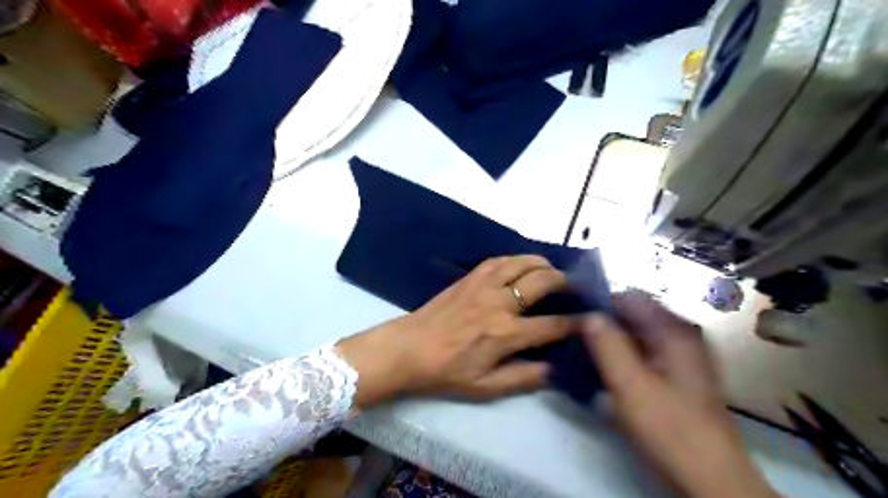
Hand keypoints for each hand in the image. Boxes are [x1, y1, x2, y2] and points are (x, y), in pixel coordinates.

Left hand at [339, 256, 575, 407]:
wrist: (409, 348)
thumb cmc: (447, 371)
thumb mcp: (485, 387)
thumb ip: (522, 378)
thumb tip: (554, 370)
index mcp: (505, 334)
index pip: (552, 325)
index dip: (576, 323)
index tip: (591, 320)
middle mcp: (499, 303)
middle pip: (543, 281)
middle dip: (566, 282)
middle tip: (575, 288)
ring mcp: (484, 285)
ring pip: (522, 263)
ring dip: (543, 264)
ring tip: (553, 271)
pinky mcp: (470, 277)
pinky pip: (498, 260)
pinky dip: (516, 259)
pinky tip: (521, 265)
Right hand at [589, 291, 778, 497]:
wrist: (711, 479)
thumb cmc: (669, 428)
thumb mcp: (630, 385)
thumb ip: (607, 345)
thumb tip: (588, 314)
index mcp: (675, 331)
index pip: (631, 297)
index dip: (601, 302)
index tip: (575, 316)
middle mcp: (683, 335)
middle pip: (636, 314)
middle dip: (606, 322)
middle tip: (577, 337)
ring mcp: (685, 355)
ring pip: (640, 333)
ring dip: (613, 339)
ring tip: (587, 351)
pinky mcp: (681, 374)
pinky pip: (646, 350)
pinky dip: (626, 353)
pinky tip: (609, 368)